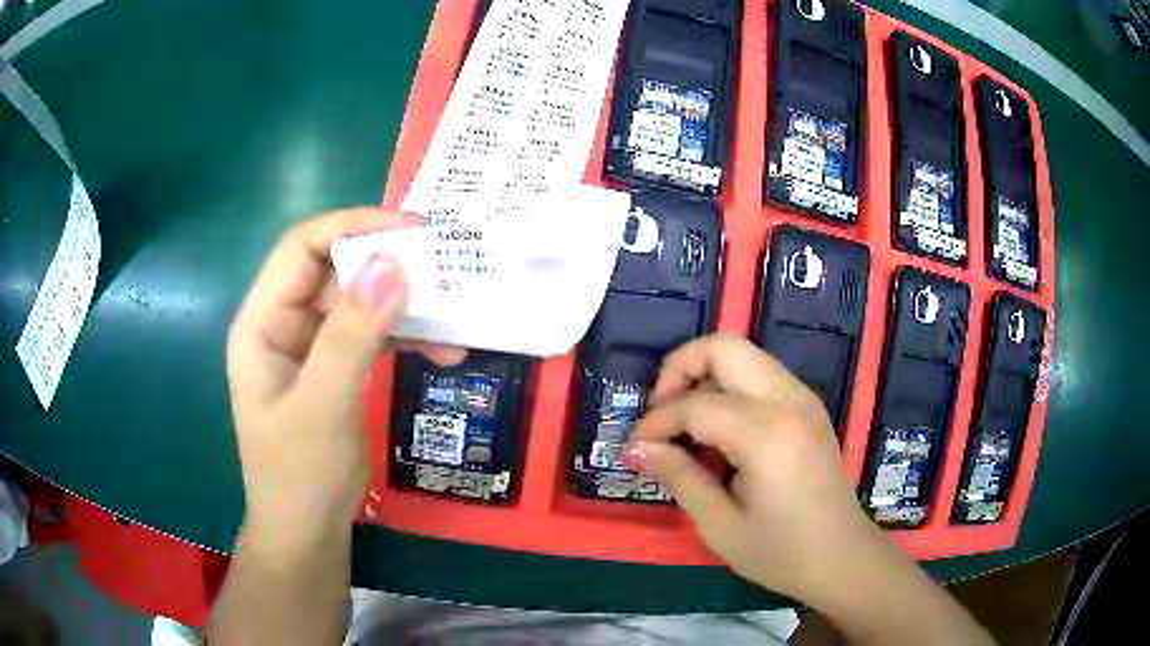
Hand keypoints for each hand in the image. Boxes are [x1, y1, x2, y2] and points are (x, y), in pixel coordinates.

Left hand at [226, 208, 464, 539]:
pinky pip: (372, 335)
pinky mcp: (336, 369)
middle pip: (335, 270)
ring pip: (360, 302)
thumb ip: (351, 336)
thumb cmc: (299, 476)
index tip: (412, 231)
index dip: (352, 227)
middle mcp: (283, 324)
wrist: (308, 534)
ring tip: (455, 315)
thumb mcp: (322, 406)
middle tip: (446, 268)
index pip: (302, 248)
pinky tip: (444, 350)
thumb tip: (393, 264)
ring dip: (405, 305)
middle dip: (388, 266)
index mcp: (262, 322)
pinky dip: (406, 337)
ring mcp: (311, 347)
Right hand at [625, 335, 992, 644]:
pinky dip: (729, 386)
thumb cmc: (781, 553)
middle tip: (660, 413)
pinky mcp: (809, 407)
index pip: (695, 405)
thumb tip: (637, 447)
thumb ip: (679, 477)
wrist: (843, 558)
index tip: (636, 448)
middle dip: (680, 368)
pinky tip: (719, 429)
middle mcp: (788, 400)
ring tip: (684, 422)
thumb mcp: (720, 525)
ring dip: (705, 375)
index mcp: (766, 433)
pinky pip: (761, 374)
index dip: (656, 423)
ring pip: (743, 354)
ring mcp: (803, 399)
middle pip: (724, 346)